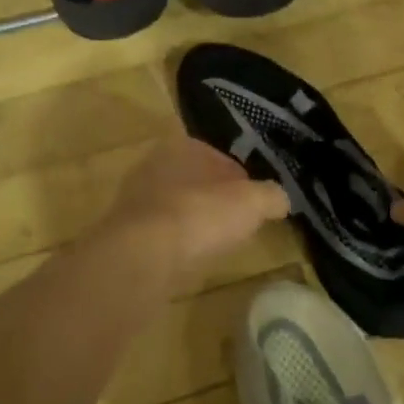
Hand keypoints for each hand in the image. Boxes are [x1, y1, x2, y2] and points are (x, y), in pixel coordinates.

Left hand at [97, 136, 290, 271]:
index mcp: (182, 144)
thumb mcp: (253, 202)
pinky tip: (188, 258)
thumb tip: (281, 199)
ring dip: (193, 221)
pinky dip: (175, 242)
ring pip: (176, 205)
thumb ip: (272, 196)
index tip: (254, 201)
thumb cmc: (201, 214)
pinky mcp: (123, 231)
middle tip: (236, 221)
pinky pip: (160, 232)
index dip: (241, 177)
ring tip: (214, 243)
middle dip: (214, 198)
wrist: (143, 255)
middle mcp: (153, 163)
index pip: (219, 155)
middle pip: (195, 180)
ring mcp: (133, 197)